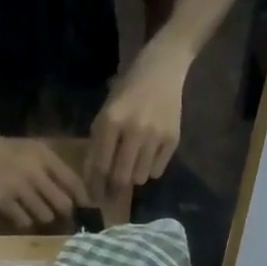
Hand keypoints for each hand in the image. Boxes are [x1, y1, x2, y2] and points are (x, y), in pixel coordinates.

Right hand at [0, 122, 86, 228]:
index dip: (84, 201)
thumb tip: (74, 196)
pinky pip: (24, 221)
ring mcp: (20, 187)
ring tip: (35, 213)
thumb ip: (52, 169)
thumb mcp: (33, 151)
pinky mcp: (4, 200)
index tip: (87, 211)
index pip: (74, 183)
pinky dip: (24, 222)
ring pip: (46, 216)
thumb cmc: (5, 151)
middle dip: (64, 214)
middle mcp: (36, 172)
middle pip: (64, 205)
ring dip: (43, 218)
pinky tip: (19, 215)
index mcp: (45, 157)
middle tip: (62, 218)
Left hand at [85, 43, 188, 206]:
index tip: (94, 198)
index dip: (96, 186)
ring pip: (140, 177)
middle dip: (115, 187)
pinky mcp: (173, 139)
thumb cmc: (128, 90)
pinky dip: (150, 169)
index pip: (100, 165)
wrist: (163, 68)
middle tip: (112, 190)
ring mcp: (156, 135)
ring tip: (133, 163)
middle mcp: (134, 130)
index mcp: (111, 121)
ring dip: (133, 176)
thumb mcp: (106, 111)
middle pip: (121, 177)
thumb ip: (99, 144)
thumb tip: (94, 180)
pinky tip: (148, 154)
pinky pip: (157, 171)